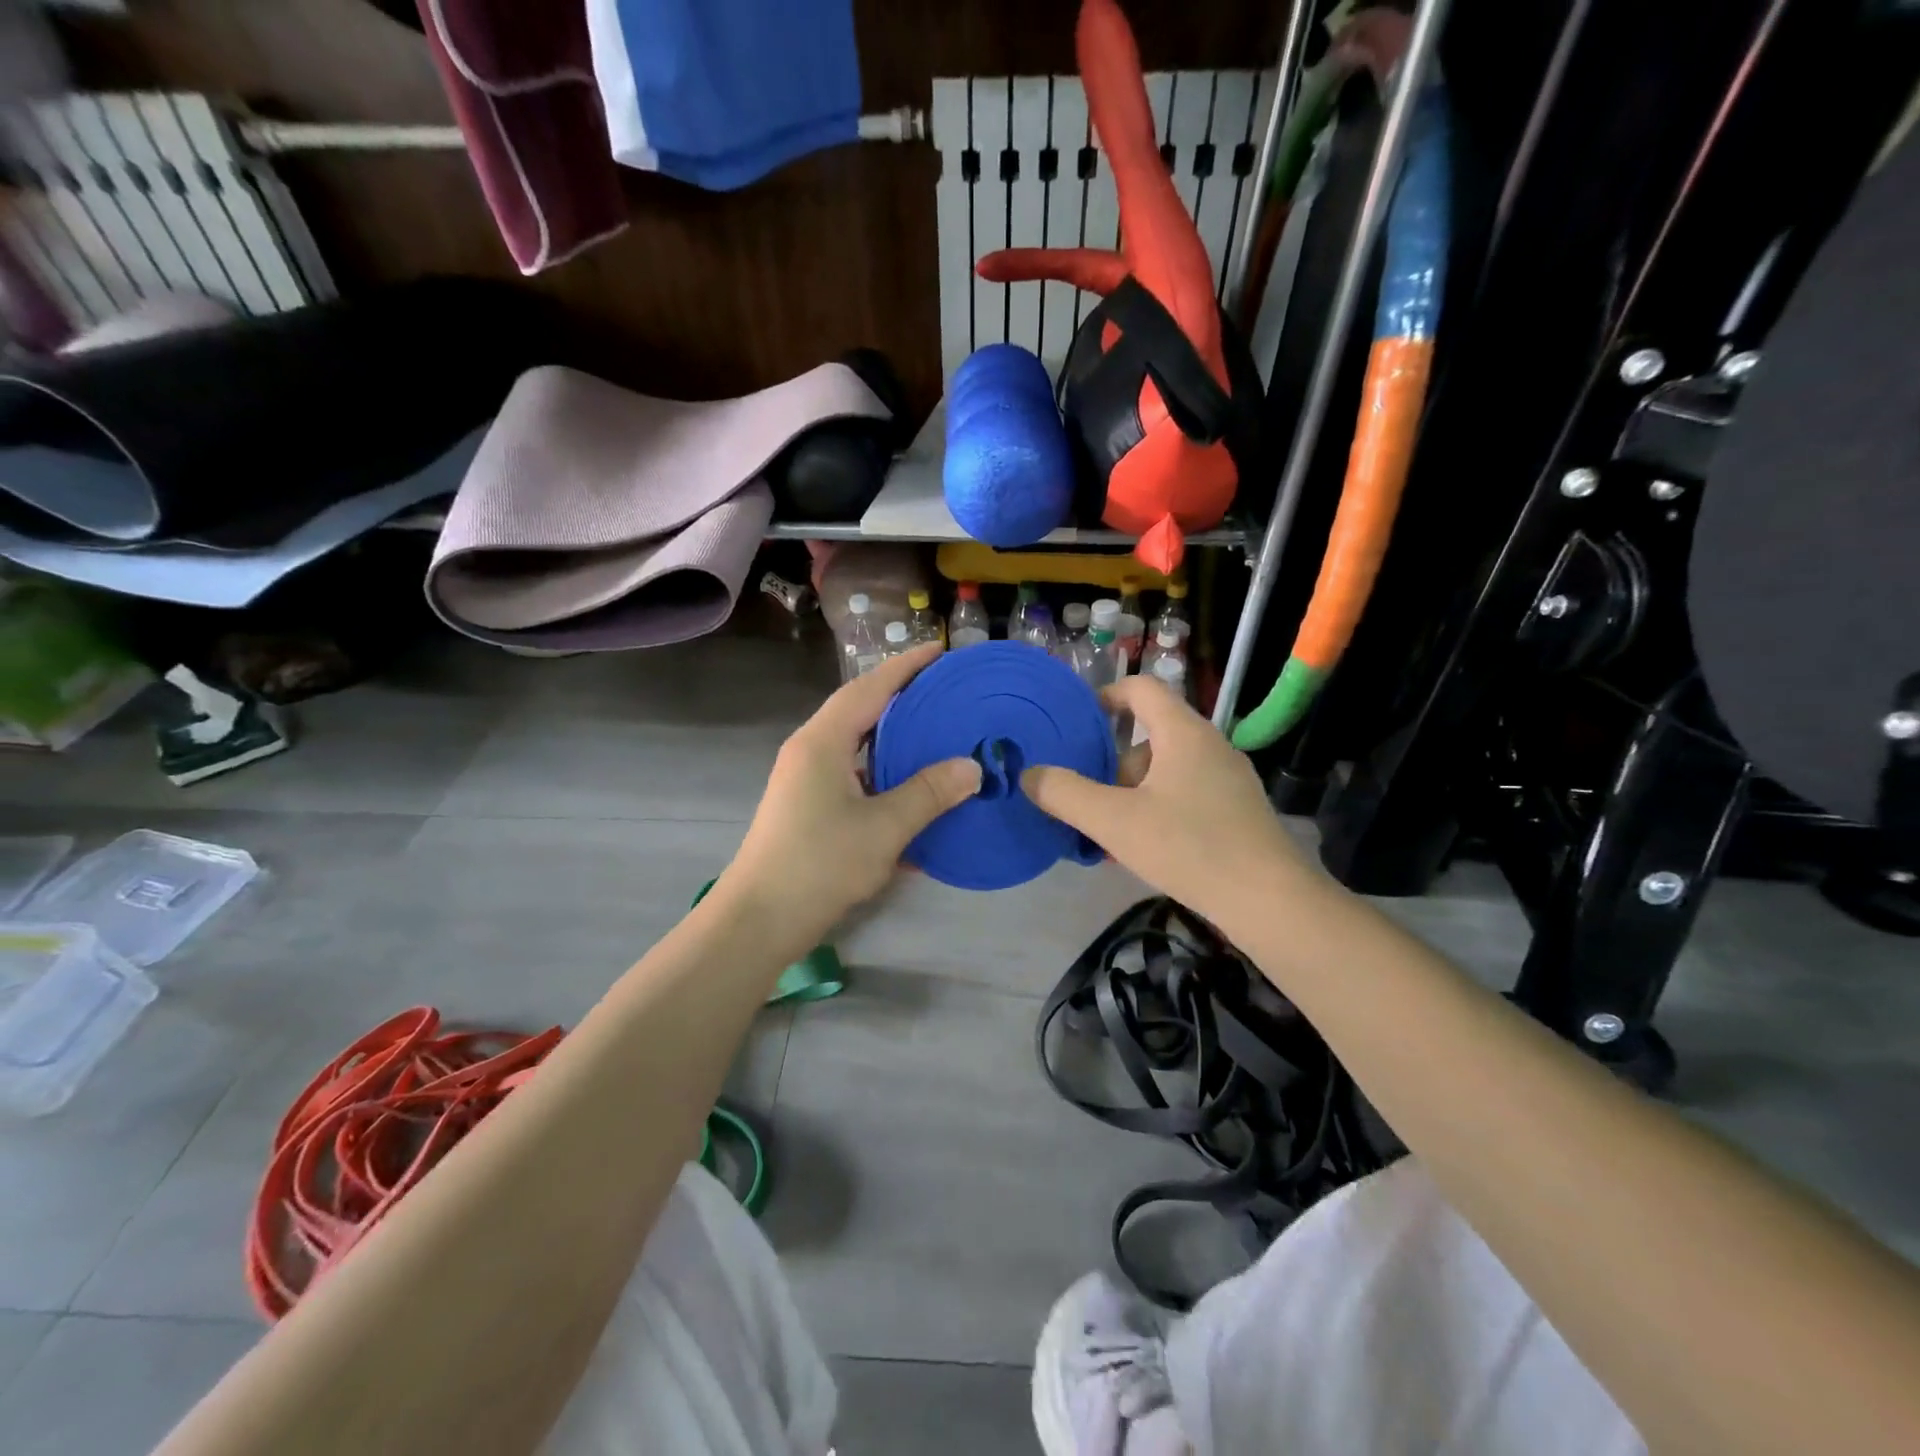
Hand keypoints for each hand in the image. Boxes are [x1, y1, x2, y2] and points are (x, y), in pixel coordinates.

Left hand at [724, 642, 981, 944]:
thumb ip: (928, 794)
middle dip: (902, 696)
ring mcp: (806, 778)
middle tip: (947, 692)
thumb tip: (971, 767)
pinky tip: (911, 788)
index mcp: (823, 741)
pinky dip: (883, 772)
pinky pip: (853, 773)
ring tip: (935, 733)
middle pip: (861, 709)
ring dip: (893, 736)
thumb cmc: (819, 865)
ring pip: (856, 743)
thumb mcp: (883, 829)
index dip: (906, 667)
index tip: (941, 650)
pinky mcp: (808, 805)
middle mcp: (811, 750)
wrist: (759, 920)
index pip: (870, 688)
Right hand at [1021, 675, 1305, 930]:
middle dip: (1111, 763)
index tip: (1075, 723)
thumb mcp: (1115, 821)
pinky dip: (1156, 810)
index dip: (1104, 697)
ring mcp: (1228, 779)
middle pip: (1148, 735)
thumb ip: (1066, 794)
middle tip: (1084, 795)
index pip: (1141, 688)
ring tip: (1107, 832)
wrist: (1270, 901)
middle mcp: (1209, 745)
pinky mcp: (1236, 811)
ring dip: (1131, 792)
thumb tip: (1029, 774)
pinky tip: (1142, 849)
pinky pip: (1184, 795)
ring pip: (1165, 770)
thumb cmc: (1189, 847)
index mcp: (1183, 732)